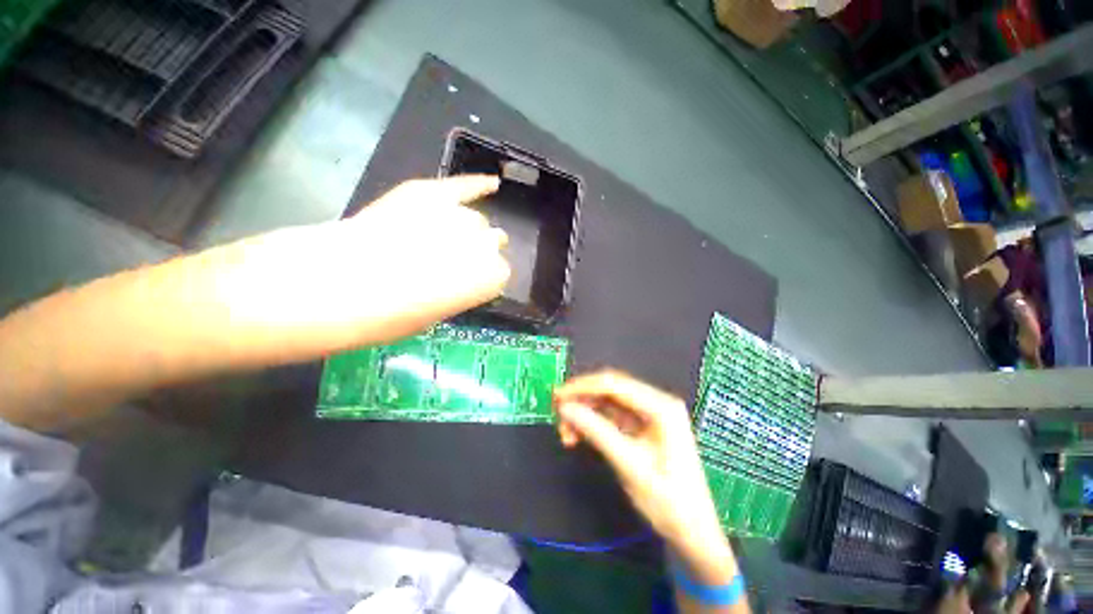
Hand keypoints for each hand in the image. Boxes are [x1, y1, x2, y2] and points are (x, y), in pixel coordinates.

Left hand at [209, 176, 510, 353]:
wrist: (340, 280)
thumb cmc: (381, 315)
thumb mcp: (425, 315)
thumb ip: (450, 293)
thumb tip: (451, 280)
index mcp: (483, 280)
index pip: (496, 275)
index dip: (478, 281)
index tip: (460, 287)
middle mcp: (478, 242)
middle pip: (487, 243)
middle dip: (472, 254)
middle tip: (446, 266)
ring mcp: (453, 212)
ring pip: (472, 219)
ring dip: (462, 230)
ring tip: (441, 240)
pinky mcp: (427, 191)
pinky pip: (462, 185)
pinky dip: (475, 185)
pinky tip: (490, 184)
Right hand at [553, 371, 732, 575]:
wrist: (691, 526)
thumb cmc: (667, 498)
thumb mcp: (629, 465)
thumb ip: (598, 433)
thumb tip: (566, 408)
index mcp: (662, 408)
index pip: (614, 384)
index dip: (581, 388)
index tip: (553, 399)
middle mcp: (659, 406)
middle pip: (612, 392)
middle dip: (582, 403)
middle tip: (557, 424)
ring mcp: (654, 420)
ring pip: (611, 406)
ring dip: (587, 417)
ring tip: (567, 438)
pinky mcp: (648, 435)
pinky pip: (616, 422)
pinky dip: (597, 428)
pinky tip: (581, 439)